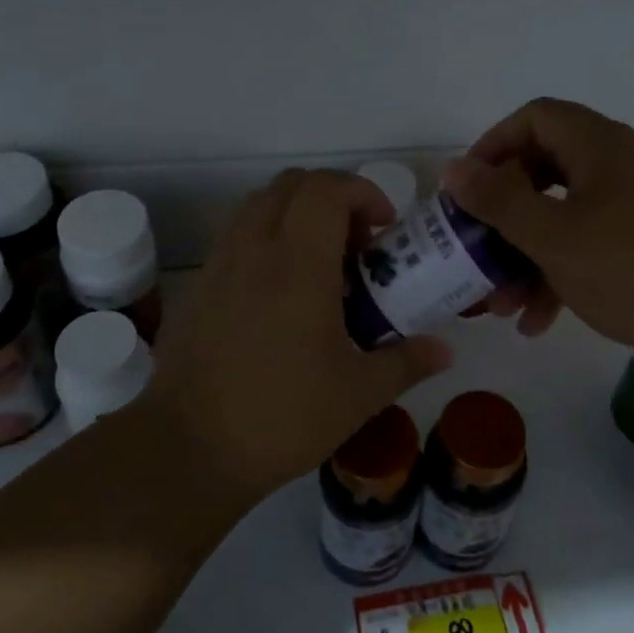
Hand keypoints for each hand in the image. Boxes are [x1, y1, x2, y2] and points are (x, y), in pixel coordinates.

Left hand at [142, 169, 452, 499]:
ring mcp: (219, 264)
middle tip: (355, 245)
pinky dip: (266, 240)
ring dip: (295, 214)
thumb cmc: (282, 416)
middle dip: (332, 198)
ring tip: (319, 266)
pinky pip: (236, 236)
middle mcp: (255, 249)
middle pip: (292, 184)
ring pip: (259, 205)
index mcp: (298, 263)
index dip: (363, 192)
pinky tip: (279, 295)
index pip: (327, 188)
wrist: (189, 448)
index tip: (384, 228)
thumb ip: (407, 362)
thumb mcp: (360, 394)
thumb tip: (444, 350)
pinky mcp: (198, 287)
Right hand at [443, 98, 633, 376]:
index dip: (494, 144)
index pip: (536, 117)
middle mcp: (622, 165)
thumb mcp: (552, 236)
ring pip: (565, 216)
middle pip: (545, 170)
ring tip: (502, 305)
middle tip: (478, 246)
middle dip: (505, 215)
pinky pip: (591, 245)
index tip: (468, 188)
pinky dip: (561, 273)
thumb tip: (452, 168)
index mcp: (601, 146)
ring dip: (527, 256)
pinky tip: (540, 321)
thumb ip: (498, 200)